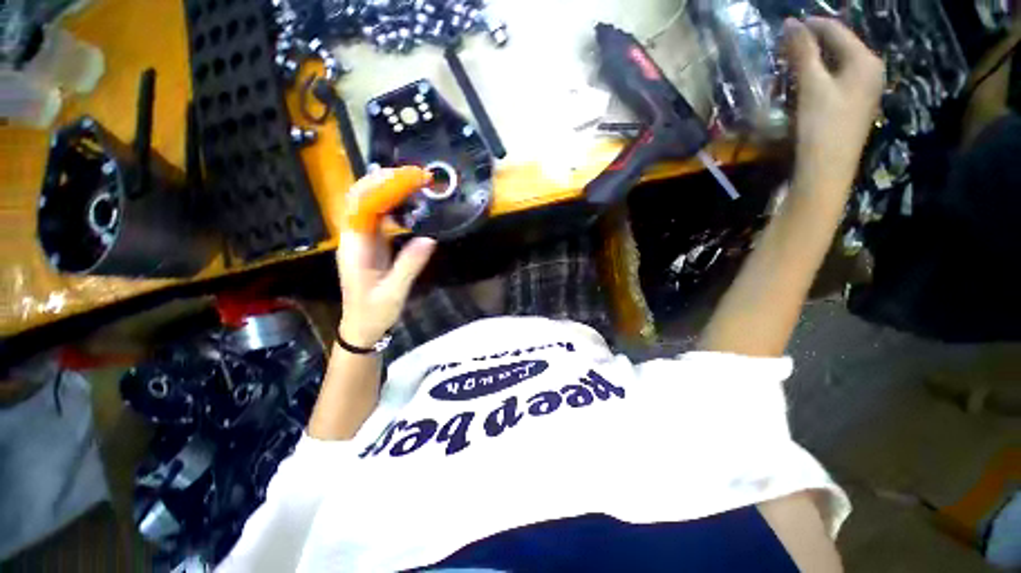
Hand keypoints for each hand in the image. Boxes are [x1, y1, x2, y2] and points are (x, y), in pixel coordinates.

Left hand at [337, 167, 435, 347]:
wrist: (361, 327)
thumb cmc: (374, 312)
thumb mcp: (394, 291)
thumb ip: (410, 264)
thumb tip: (430, 238)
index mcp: (355, 248)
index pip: (362, 206)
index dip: (384, 188)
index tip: (409, 179)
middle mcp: (354, 238)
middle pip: (361, 198)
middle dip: (385, 181)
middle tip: (414, 175)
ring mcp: (361, 241)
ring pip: (369, 205)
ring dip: (388, 190)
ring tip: (413, 183)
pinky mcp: (371, 245)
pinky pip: (379, 218)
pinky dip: (393, 206)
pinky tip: (409, 205)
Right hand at [784, 17, 884, 196]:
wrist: (828, 168)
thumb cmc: (822, 124)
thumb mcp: (812, 85)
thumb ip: (803, 52)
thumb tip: (790, 23)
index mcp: (864, 60)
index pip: (836, 31)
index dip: (811, 26)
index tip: (786, 26)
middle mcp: (870, 70)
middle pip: (839, 46)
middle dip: (813, 43)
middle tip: (785, 47)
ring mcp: (865, 89)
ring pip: (837, 63)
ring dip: (815, 60)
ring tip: (791, 63)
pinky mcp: (855, 104)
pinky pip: (838, 79)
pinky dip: (820, 75)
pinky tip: (805, 82)